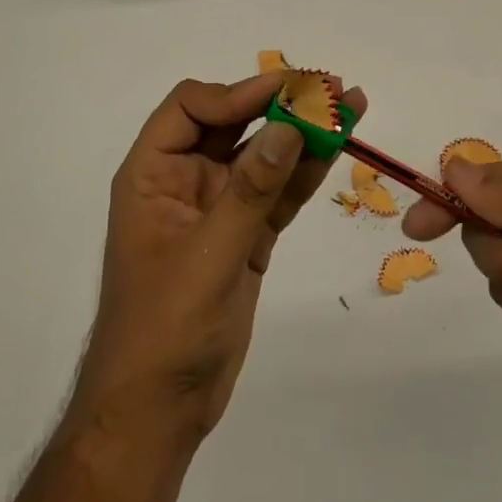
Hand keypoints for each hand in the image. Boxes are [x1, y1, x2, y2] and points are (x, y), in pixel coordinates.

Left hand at [74, 73, 366, 444]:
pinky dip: (305, 173)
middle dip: (278, 104)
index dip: (235, 93)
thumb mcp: (208, 256)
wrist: (158, 413)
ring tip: (349, 106)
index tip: (284, 92)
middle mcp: (184, 180)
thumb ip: (250, 191)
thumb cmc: (164, 330)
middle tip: (329, 88)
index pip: (190, 106)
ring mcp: (218, 209)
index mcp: (153, 174)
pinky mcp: (246, 236)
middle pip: (232, 124)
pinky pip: (277, 193)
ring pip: (262, 156)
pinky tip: (337, 149)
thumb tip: (288, 128)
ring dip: (302, 133)